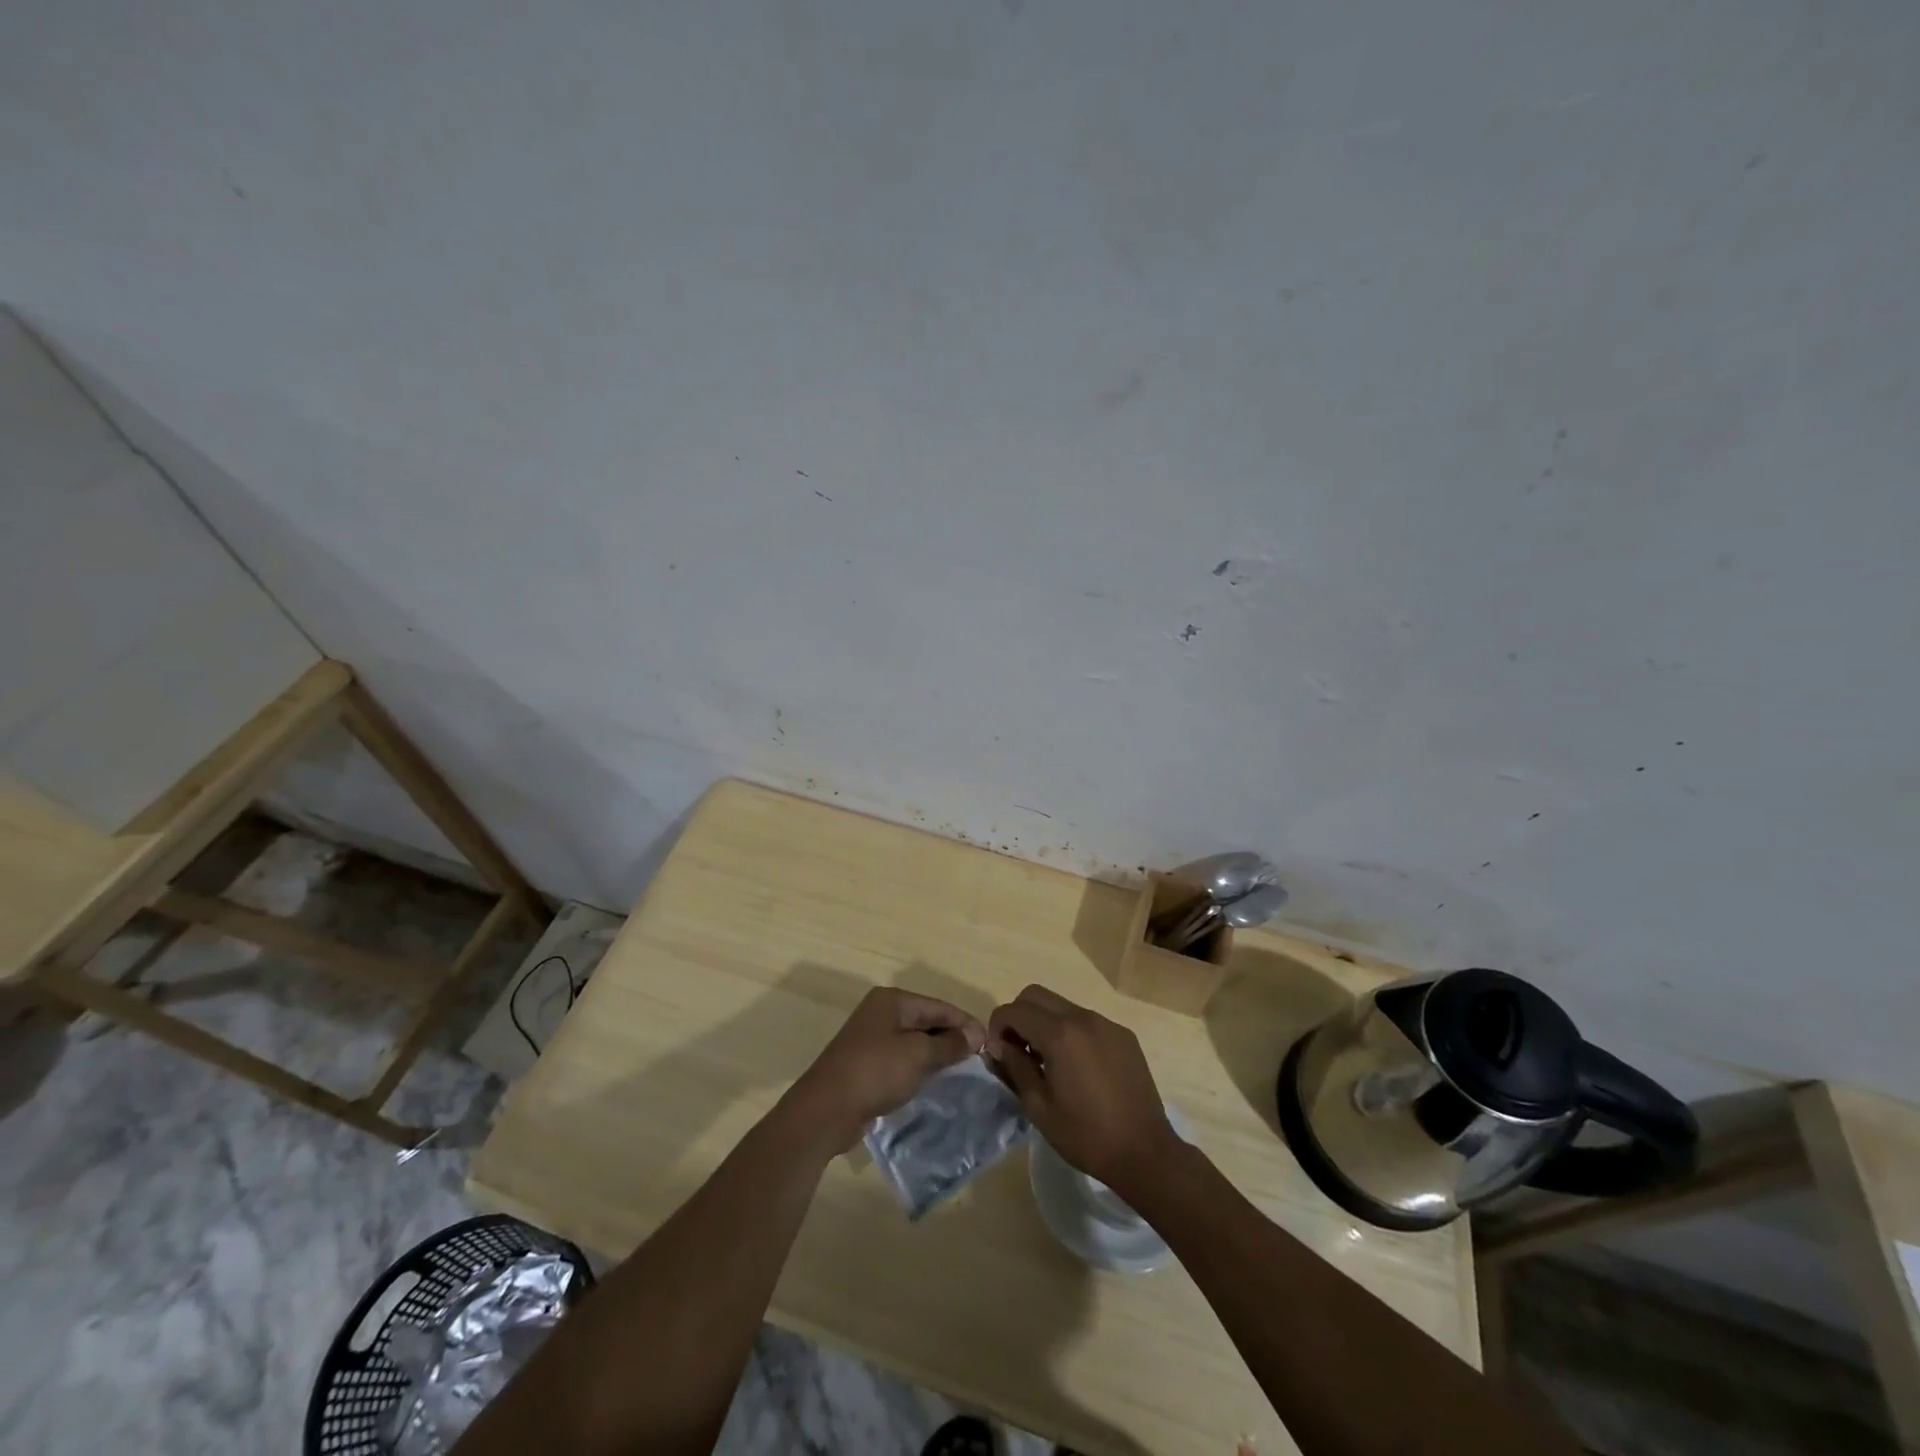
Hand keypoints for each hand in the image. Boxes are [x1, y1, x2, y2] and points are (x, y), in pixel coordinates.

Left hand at [788, 987, 985, 1150]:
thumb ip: (949, 1043)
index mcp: (892, 1000)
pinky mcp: (866, 1063)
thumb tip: (976, 1035)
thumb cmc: (875, 1072)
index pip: (939, 1006)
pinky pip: (901, 1059)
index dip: (965, 1022)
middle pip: (926, 1021)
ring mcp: (871, 1038)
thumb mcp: (919, 1055)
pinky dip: (919, 1067)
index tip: (990, 1042)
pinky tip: (933, 1081)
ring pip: (914, 1041)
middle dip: (952, 1037)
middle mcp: (881, 1013)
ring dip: (936, 1054)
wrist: (826, 1109)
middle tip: (979, 1058)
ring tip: (962, 1070)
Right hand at [986, 985, 1179, 1197]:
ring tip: (1047, 1061)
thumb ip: (1014, 1067)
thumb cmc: (1085, 1135)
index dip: (997, 1026)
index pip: (1014, 1010)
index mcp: (1060, 1034)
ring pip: (1062, 1005)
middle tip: (1018, 1051)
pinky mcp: (1123, 1035)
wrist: (1145, 1153)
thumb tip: (998, 1045)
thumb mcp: (1038, 1106)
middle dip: (1019, 1016)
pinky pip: (1086, 1020)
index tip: (998, 1053)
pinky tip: (1077, 1067)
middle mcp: (1083, 1017)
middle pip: (1036, 995)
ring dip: (1044, 1023)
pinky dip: (1070, 1032)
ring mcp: (1106, 1023)